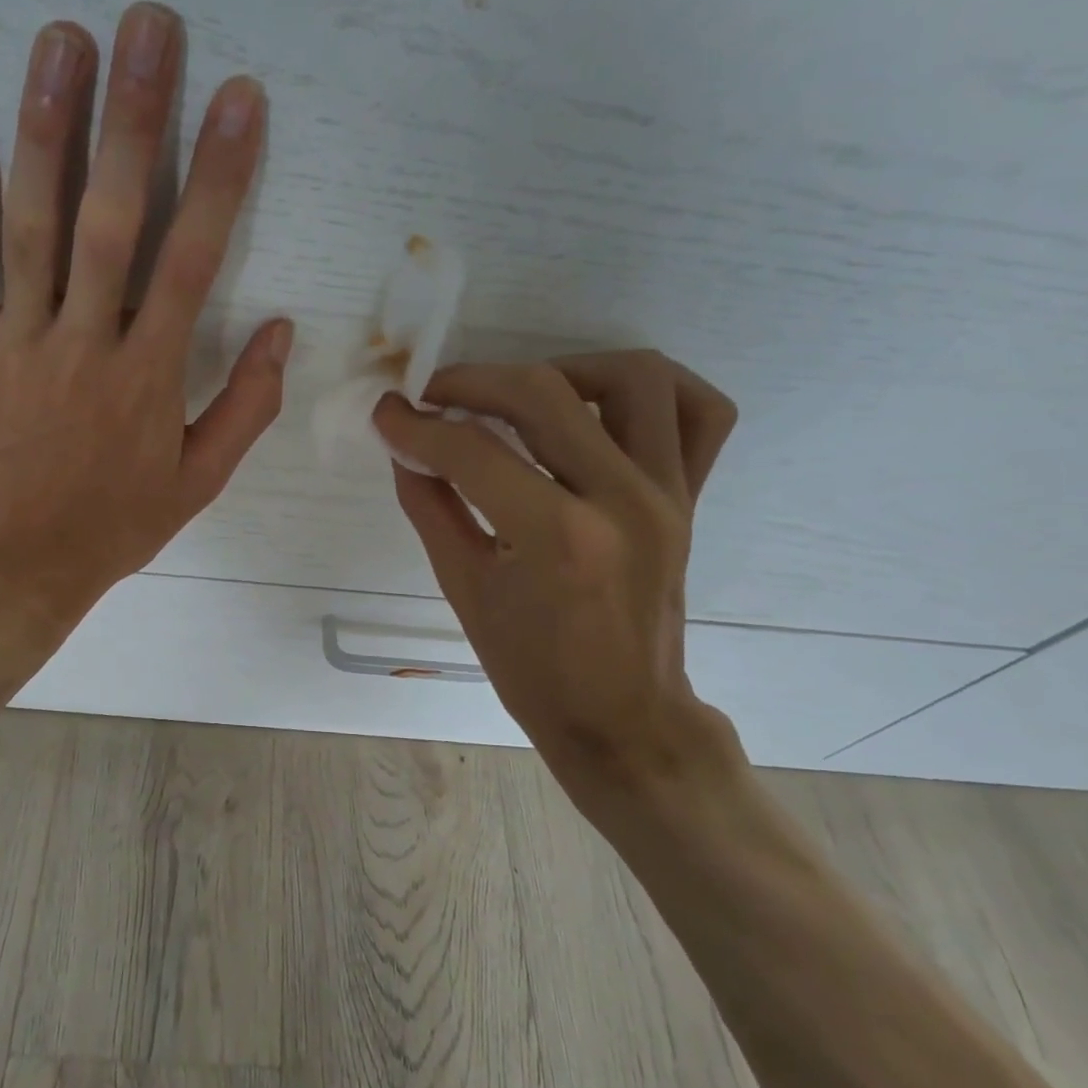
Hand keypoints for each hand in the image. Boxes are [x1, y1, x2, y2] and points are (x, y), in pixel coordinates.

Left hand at [0, 2, 291, 685]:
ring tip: (61, 40)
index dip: (220, 175)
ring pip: (31, 223)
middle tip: (146, 25)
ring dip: (47, 127)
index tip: (240, 99)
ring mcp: (17, 341)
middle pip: (110, 217)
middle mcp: (84, 343)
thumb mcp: (197, 484)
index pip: (193, 259)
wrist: (10, 569)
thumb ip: (246, 408)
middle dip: (133, 117)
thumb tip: (284, 332)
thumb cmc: (111, 529)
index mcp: (149, 378)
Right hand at [374, 351, 738, 809]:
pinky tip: (599, 404)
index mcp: (557, 537)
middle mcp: (622, 500)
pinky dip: (652, 389)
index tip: (387, 413)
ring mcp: (668, 493)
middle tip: (434, 396)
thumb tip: (404, 447)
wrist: (622, 716)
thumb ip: (430, 506)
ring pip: (633, 378)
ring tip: (519, 398)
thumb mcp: (463, 589)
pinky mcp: (691, 497)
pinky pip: (699, 412)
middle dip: (473, 382)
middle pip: (544, 393)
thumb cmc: (532, 670)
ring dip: (563, 370)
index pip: (472, 451)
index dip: (416, 425)